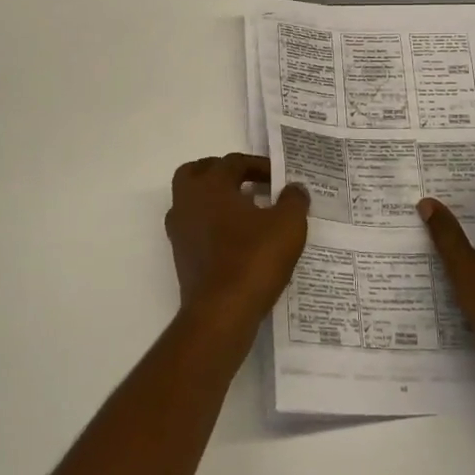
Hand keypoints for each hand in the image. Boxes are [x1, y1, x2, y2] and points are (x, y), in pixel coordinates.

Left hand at [166, 153, 310, 330]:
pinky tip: (237, 238)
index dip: (258, 165)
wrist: (221, 312)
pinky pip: (195, 227)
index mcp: (210, 185)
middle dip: (222, 173)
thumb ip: (293, 200)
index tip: (279, 178)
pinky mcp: (181, 257)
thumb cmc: (253, 258)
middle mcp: (187, 202)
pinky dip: (212, 224)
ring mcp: (179, 231)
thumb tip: (294, 188)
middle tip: (247, 182)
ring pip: (192, 201)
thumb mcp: (288, 224)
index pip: (232, 162)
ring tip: (245, 210)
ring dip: (215, 199)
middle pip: (198, 173)